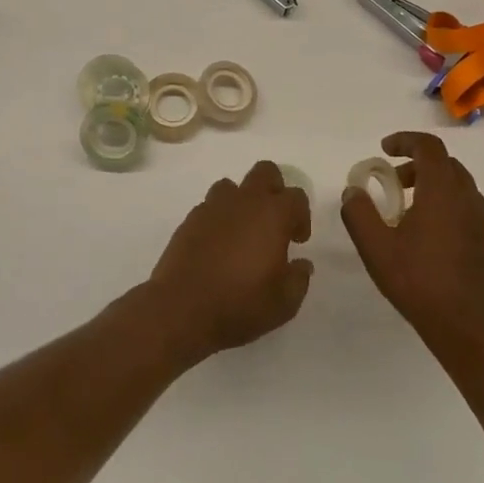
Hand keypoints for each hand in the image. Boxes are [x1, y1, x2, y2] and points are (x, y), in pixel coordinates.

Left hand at [143, 161, 312, 361]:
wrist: (181, 310)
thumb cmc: (241, 304)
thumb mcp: (285, 302)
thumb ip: (299, 278)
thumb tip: (302, 264)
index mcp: (273, 215)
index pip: (296, 196)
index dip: (302, 216)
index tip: (297, 241)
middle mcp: (243, 201)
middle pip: (264, 172)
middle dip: (274, 190)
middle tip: (274, 223)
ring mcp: (212, 208)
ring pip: (231, 186)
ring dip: (241, 202)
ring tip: (242, 232)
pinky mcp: (189, 221)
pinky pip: (209, 207)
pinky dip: (218, 219)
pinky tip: (217, 246)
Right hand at [341, 132, 483, 350]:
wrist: (471, 327)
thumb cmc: (420, 282)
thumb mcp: (376, 248)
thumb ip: (359, 213)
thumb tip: (353, 191)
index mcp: (442, 190)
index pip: (428, 147)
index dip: (405, 141)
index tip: (384, 150)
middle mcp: (469, 197)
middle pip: (445, 164)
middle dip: (416, 165)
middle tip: (392, 182)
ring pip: (459, 187)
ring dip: (432, 186)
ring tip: (408, 211)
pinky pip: (467, 209)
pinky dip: (447, 207)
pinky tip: (430, 237)